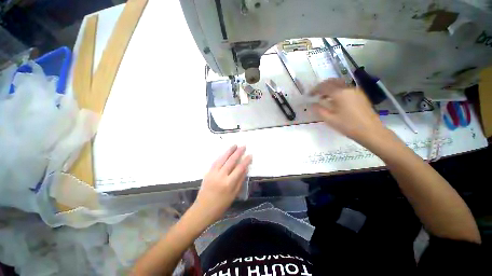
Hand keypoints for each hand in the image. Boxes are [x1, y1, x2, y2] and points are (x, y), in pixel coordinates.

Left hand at [194, 145, 251, 225]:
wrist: (203, 209)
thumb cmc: (221, 205)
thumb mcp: (234, 195)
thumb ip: (240, 181)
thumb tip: (245, 169)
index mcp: (229, 183)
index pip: (240, 168)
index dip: (246, 161)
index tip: (250, 155)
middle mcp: (221, 176)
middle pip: (231, 161)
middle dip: (238, 152)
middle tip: (243, 146)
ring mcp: (213, 173)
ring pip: (222, 159)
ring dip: (229, 151)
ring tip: (234, 145)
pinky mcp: (208, 172)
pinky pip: (215, 161)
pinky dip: (221, 156)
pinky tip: (225, 152)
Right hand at [310, 78, 386, 143]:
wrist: (370, 131)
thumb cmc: (348, 125)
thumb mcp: (330, 119)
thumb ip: (319, 110)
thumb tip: (312, 104)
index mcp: (340, 94)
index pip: (323, 87)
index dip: (314, 90)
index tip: (308, 95)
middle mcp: (348, 89)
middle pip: (332, 81)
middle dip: (322, 86)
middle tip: (315, 93)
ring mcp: (355, 91)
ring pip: (339, 83)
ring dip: (329, 87)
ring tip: (323, 97)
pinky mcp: (359, 95)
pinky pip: (345, 88)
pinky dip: (337, 90)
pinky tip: (334, 100)